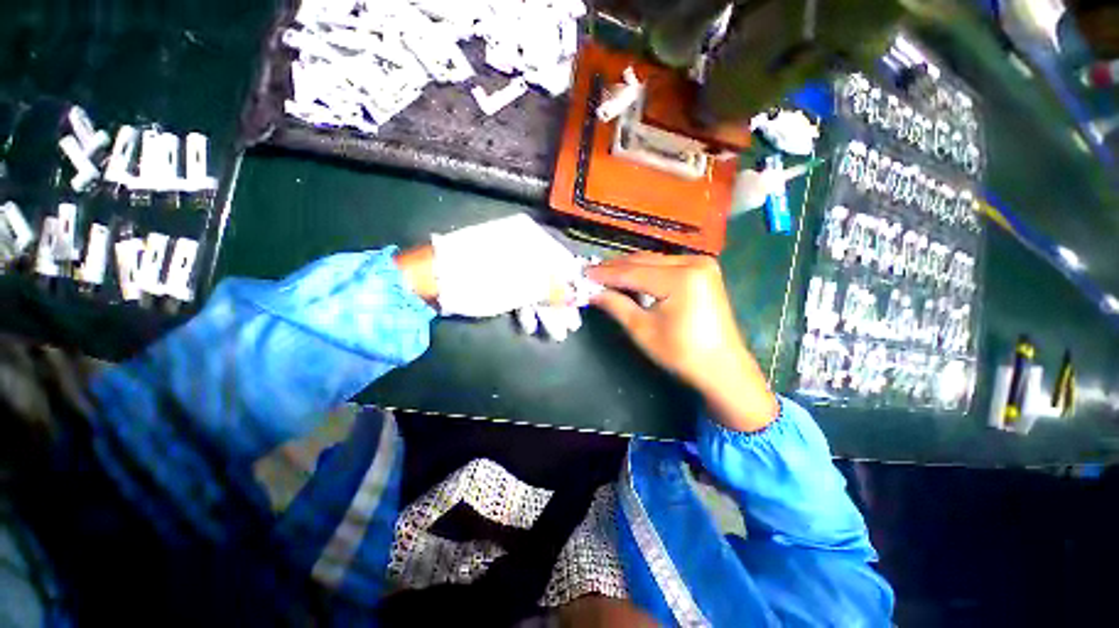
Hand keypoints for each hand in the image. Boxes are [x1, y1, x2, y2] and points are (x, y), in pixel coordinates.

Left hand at [396, 215, 590, 340]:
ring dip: (544, 310)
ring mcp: (507, 260)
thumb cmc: (476, 279)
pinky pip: (517, 289)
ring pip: (534, 285)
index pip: (561, 260)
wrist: (428, 280)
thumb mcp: (517, 285)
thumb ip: (550, 288)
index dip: (573, 285)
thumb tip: (575, 294)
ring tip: (555, 333)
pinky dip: (524, 307)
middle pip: (549, 275)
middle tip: (571, 326)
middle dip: (560, 304)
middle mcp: (520, 245)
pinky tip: (529, 325)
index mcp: (528, 238)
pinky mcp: (495, 274)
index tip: (581, 305)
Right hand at [587, 253, 778, 432]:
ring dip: (629, 268)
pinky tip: (631, 277)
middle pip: (643, 261)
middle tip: (591, 273)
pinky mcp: (703, 270)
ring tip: (606, 275)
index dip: (605, 274)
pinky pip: (666, 265)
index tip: (583, 273)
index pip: (632, 272)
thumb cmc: (681, 353)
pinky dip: (647, 271)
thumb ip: (616, 305)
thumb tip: (592, 292)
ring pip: (654, 261)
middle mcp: (693, 262)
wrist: (722, 367)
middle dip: (616, 268)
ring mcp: (701, 264)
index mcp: (680, 278)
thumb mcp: (642, 329)